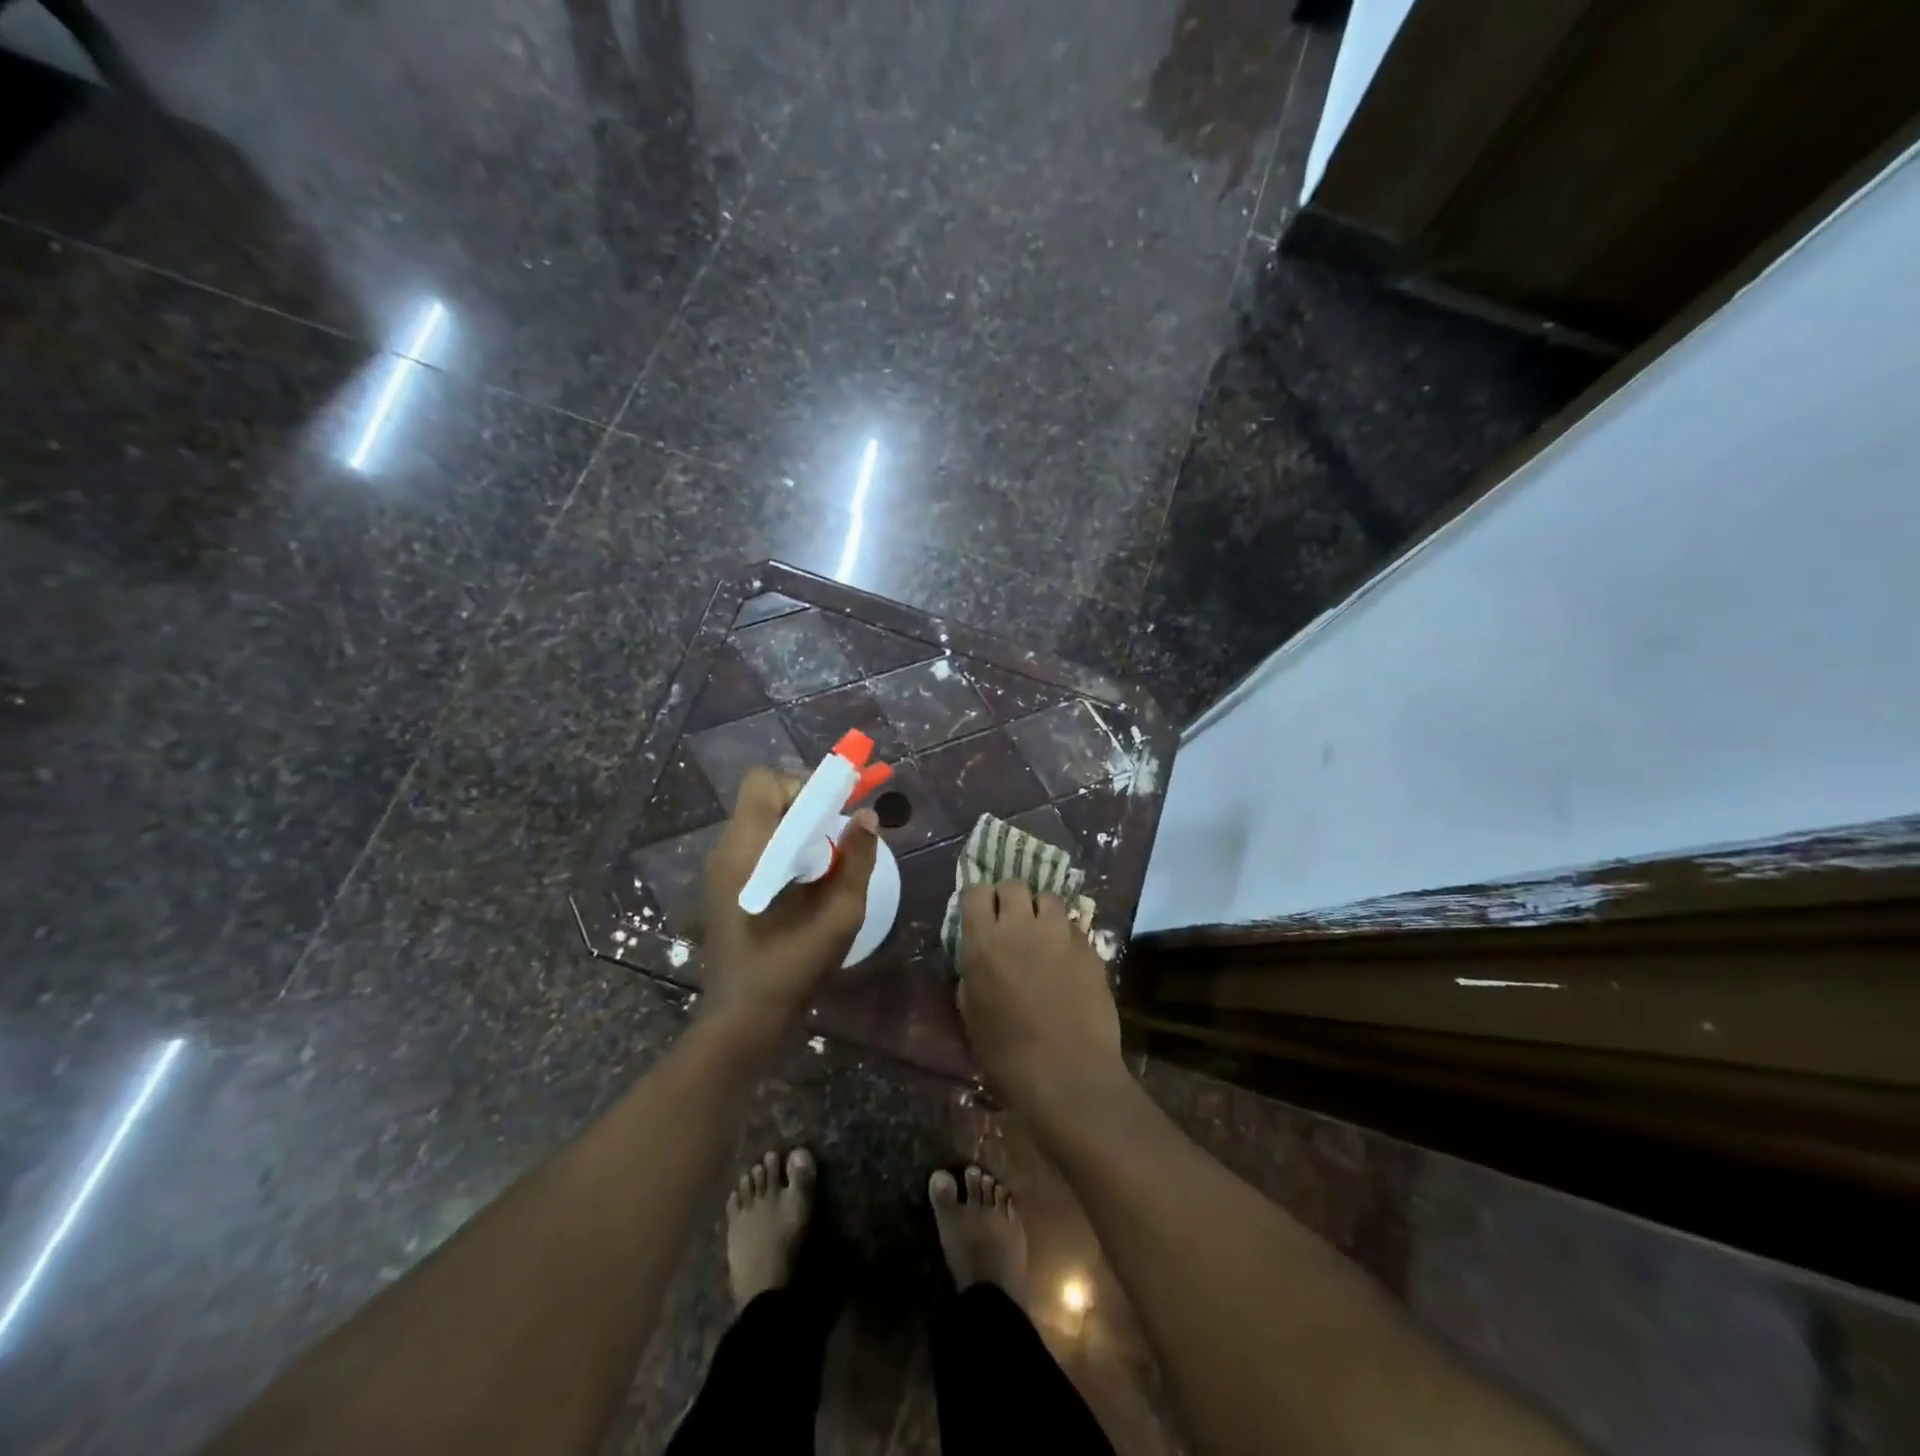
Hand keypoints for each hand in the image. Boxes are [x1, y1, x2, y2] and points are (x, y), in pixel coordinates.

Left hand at [700, 767, 879, 1042]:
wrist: (743, 1020)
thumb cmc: (792, 967)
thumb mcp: (839, 914)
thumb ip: (857, 859)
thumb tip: (868, 815)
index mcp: (747, 850)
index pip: (765, 782)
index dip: (802, 785)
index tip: (834, 811)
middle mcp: (727, 851)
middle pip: (764, 798)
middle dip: (805, 805)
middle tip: (837, 835)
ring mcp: (722, 870)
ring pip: (762, 821)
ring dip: (797, 828)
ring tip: (827, 861)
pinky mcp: (725, 887)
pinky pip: (757, 846)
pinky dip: (785, 848)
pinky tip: (806, 883)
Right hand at [956, 882, 1125, 1109]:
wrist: (1068, 1075)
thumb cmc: (1007, 1054)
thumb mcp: (972, 1013)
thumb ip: (973, 973)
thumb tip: (979, 957)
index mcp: (984, 941)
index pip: (975, 891)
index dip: (977, 900)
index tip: (980, 915)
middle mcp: (1021, 926)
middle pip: (1014, 885)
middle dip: (1010, 898)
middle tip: (1011, 922)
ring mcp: (1060, 933)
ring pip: (1048, 898)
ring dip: (1041, 911)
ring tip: (1042, 934)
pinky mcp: (1089, 947)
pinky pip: (1073, 926)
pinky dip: (1066, 934)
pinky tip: (1066, 958)